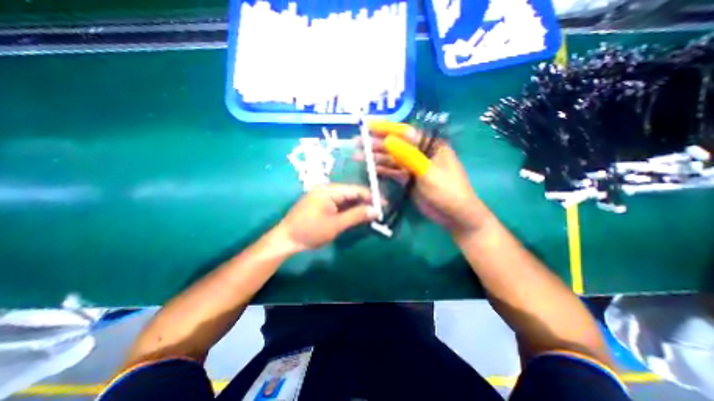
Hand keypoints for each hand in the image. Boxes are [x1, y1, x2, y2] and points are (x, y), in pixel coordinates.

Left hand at [274, 183, 379, 252]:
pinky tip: (355, 214)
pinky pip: (338, 203)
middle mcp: (325, 189)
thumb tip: (376, 210)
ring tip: (369, 213)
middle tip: (377, 211)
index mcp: (329, 190)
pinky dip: (347, 209)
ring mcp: (322, 195)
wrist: (286, 239)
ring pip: (344, 198)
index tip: (383, 204)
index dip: (370, 196)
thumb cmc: (311, 231)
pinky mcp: (320, 203)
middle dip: (364, 201)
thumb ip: (356, 215)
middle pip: (350, 192)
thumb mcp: (336, 224)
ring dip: (356, 206)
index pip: (355, 189)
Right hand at [355, 121, 484, 236]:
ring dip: (376, 157)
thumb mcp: (428, 172)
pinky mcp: (408, 179)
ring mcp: (413, 167)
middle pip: (395, 145)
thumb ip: (408, 156)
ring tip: (358, 156)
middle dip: (376, 143)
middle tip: (357, 142)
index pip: (405, 133)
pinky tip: (370, 168)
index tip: (367, 125)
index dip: (386, 128)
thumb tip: (388, 140)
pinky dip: (382, 170)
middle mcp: (420, 153)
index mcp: (431, 146)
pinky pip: (393, 171)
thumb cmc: (447, 191)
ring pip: (392, 159)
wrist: (454, 216)